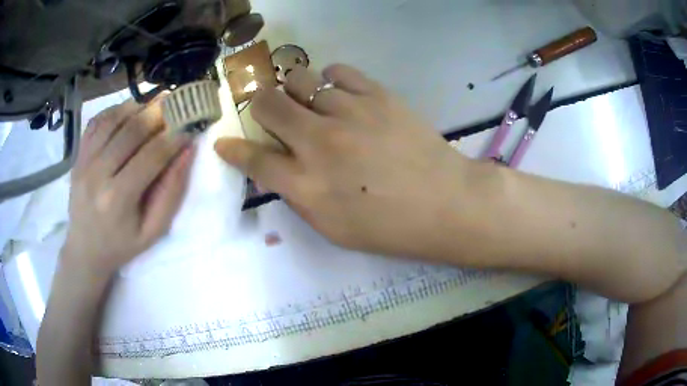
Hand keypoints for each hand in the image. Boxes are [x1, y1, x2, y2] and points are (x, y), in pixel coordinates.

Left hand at [64, 98, 193, 275]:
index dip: (174, 137)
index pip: (151, 156)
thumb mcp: (152, 231)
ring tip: (155, 107)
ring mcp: (84, 162)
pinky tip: (129, 112)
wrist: (85, 249)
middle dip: (159, 113)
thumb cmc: (121, 245)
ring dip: (138, 107)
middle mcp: (97, 175)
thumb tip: (187, 152)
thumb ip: (171, 193)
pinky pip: (97, 122)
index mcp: (118, 199)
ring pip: (113, 119)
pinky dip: (115, 110)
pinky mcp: (78, 156)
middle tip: (177, 105)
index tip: (190, 126)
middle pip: (131, 130)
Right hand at [215, 65, 475, 257]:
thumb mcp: (334, 229)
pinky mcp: (377, 95)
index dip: (233, 149)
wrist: (446, 204)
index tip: (223, 142)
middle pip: (268, 106)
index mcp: (307, 185)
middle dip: (261, 107)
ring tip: (310, 103)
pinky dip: (330, 80)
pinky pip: (338, 72)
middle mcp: (319, 143)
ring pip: (300, 79)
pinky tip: (339, 93)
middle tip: (272, 114)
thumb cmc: (390, 227)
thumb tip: (276, 170)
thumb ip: (298, 197)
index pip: (253, 159)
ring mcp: (349, 113)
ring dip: (296, 90)